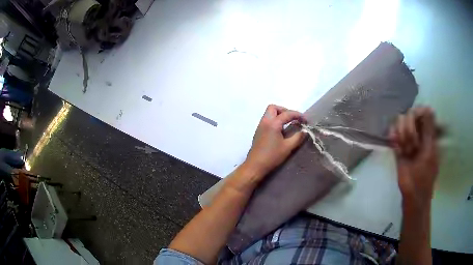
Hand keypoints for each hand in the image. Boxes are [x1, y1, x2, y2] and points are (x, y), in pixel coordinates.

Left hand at [243, 104, 305, 178]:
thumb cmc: (272, 156)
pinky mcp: (258, 132)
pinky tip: (281, 131)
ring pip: (269, 113)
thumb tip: (304, 131)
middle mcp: (265, 121)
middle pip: (274, 108)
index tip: (306, 121)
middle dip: (285, 110)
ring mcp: (260, 126)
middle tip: (293, 119)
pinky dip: (274, 121)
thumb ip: (298, 137)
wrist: (255, 166)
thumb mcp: (288, 147)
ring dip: (279, 115)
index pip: (287, 114)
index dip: (298, 115)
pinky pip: (267, 120)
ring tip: (288, 124)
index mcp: (273, 123)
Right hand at [389, 107, 438, 207]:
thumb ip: (429, 130)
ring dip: (402, 136)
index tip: (416, 124)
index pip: (422, 112)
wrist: (412, 196)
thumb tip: (428, 108)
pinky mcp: (397, 147)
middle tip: (412, 147)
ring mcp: (407, 139)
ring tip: (405, 151)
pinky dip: (392, 137)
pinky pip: (392, 133)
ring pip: (400, 123)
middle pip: (410, 115)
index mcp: (428, 133)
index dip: (417, 114)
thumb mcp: (430, 152)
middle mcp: (418, 133)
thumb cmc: (424, 176)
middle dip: (410, 130)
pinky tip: (395, 145)